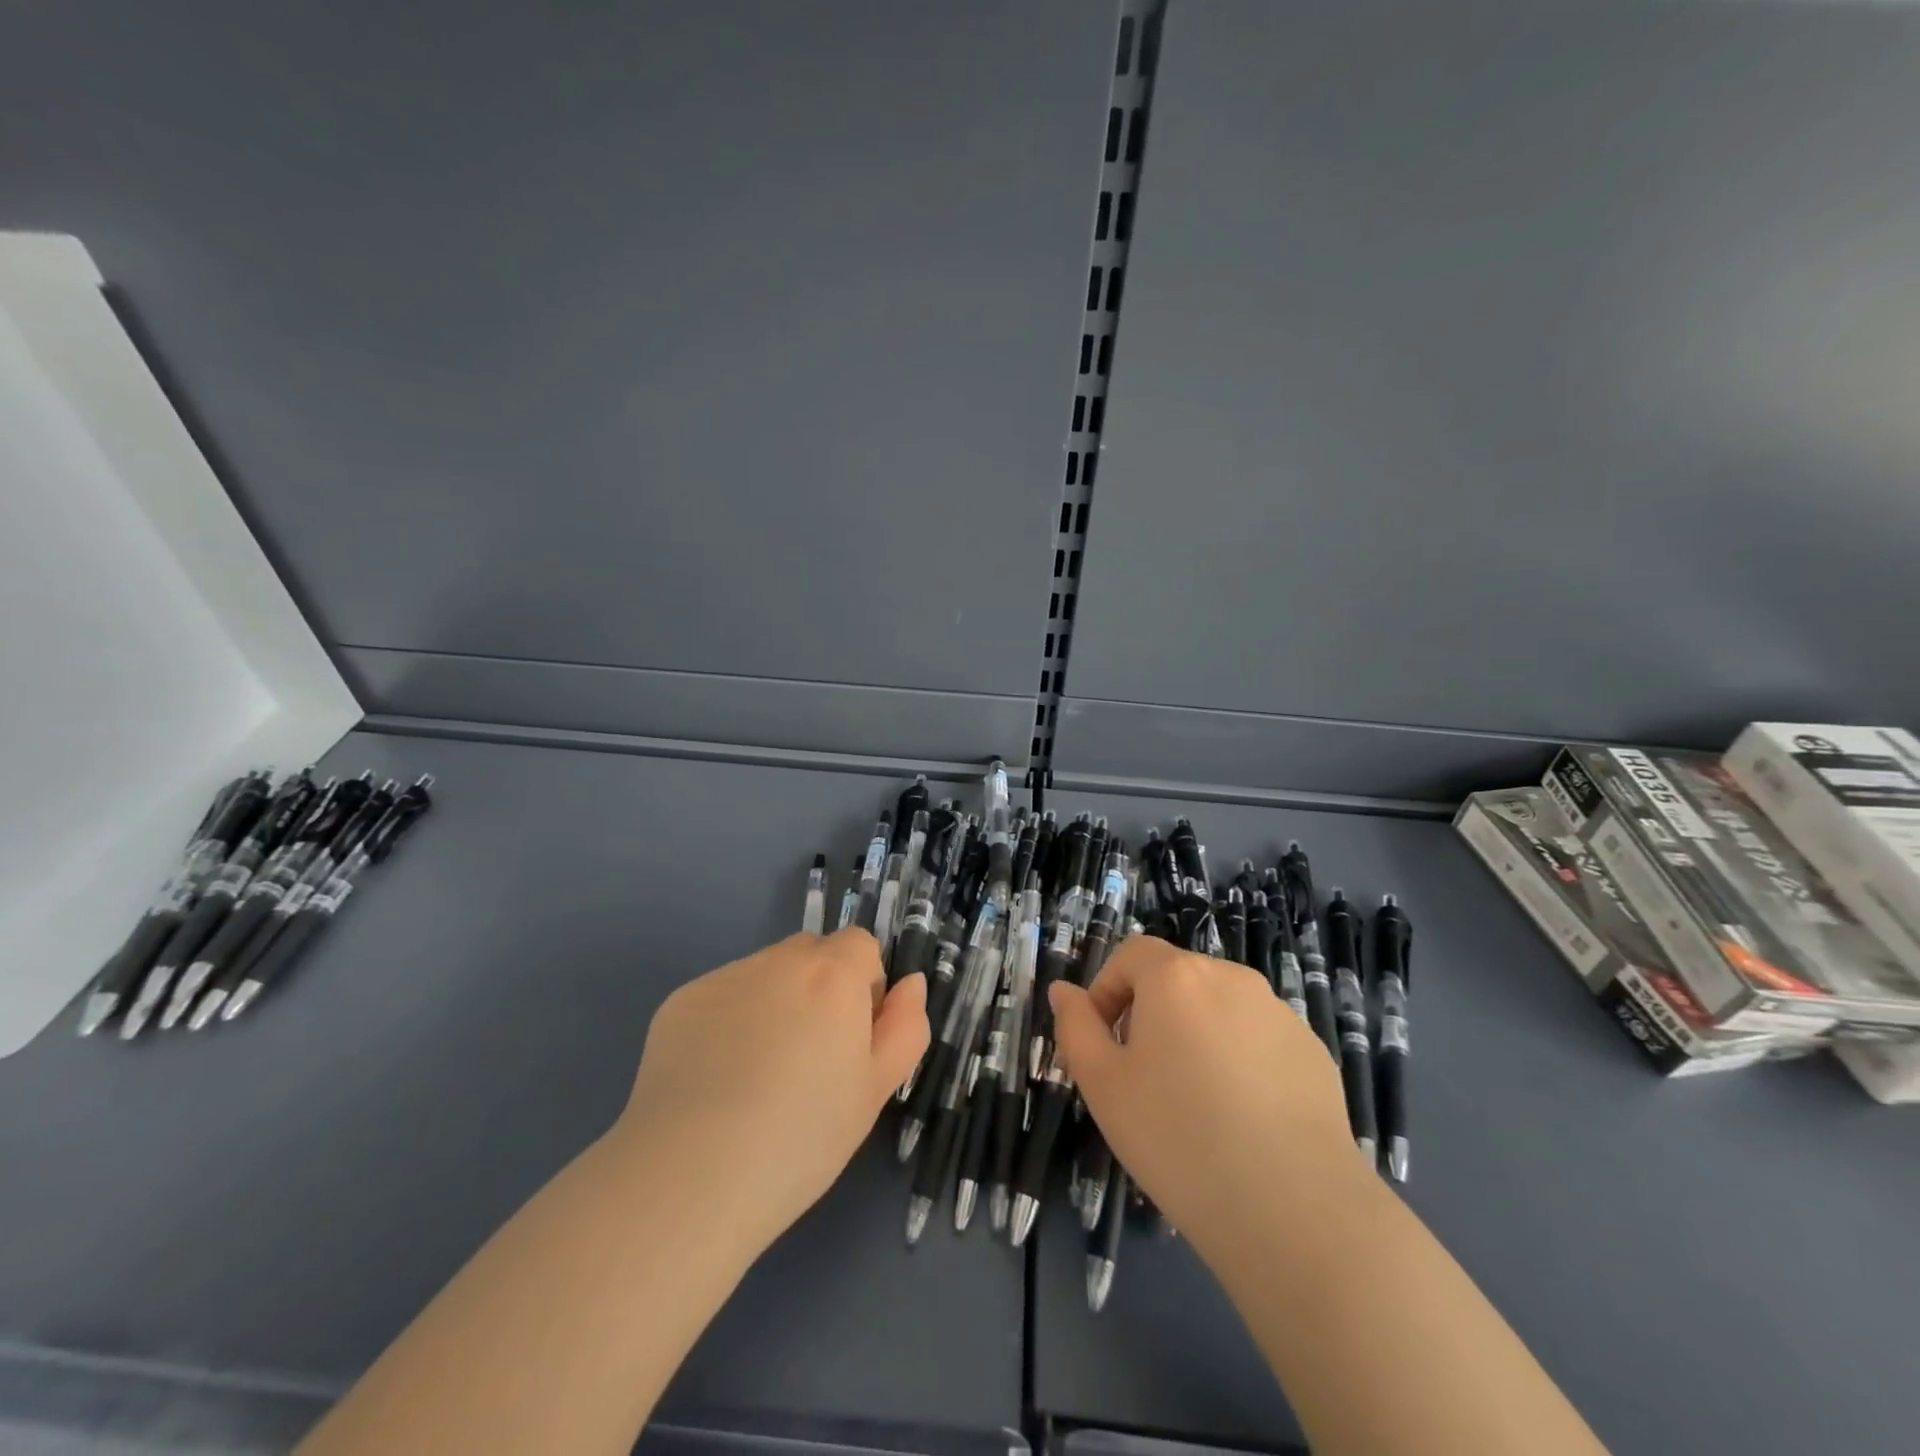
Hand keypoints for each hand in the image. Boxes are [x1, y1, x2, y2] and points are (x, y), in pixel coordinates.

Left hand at [610, 929, 928, 1254]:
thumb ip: (905, 1026)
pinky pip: (722, 997)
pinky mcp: (681, 1001)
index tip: (850, 1040)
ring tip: (756, 1075)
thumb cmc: (802, 1137)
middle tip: (807, 1058)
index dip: (862, 988)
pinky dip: (727, 1022)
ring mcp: (725, 977)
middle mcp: (778, 959)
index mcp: (833, 974)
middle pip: (811, 954)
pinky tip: (714, 1079)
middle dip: (819, 989)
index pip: (860, 945)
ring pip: (765, 974)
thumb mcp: (875, 1089)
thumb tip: (910, 983)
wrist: (691, 1176)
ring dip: (773, 1003)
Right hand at [1049, 935, 1359, 1259]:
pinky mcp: (1313, 1052)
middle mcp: (1231, 977)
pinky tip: (1243, 1120)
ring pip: (1218, 1010)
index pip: (1131, 954)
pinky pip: (1258, 1040)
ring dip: (1196, 1037)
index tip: (1103, 1045)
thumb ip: (1075, 1027)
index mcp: (1176, 976)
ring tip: (1197, 1105)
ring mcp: (1279, 1013)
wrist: (1295, 1210)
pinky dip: (1240, 1062)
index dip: (1107, 990)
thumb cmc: (1179, 1138)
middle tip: (1143, 1080)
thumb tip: (1063, 991)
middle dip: (1150, 1016)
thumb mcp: (1102, 1085)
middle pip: (1176, 980)